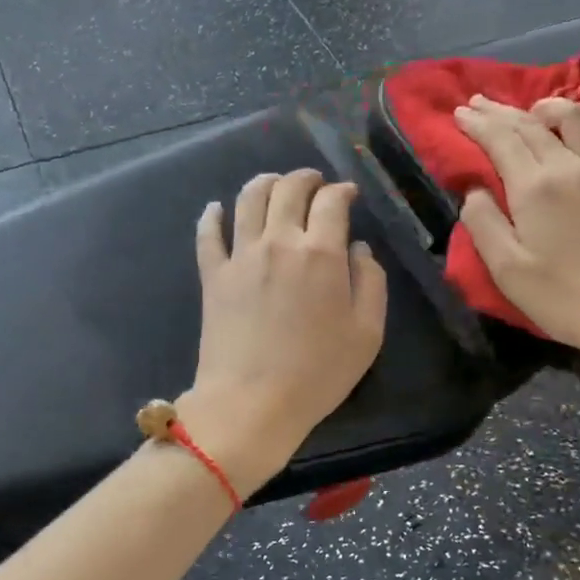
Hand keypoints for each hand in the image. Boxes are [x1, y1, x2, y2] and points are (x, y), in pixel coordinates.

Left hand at [180, 170, 387, 493]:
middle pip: (288, 189)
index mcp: (320, 252)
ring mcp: (241, 256)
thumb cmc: (318, 373)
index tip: (348, 195)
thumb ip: (371, 282)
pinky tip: (216, 208)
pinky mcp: (213, 275)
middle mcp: (278, 242)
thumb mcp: (367, 333)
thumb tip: (357, 248)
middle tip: (314, 183)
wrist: (252, 402)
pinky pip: (208, 234)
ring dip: (264, 183)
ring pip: (248, 199)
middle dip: (305, 178)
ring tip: (273, 183)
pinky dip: (212, 215)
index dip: (342, 191)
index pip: (331, 201)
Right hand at [454, 95, 579, 352]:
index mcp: (536, 187)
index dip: (477, 123)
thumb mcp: (506, 269)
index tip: (459, 113)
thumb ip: (483, 223)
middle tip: (479, 103)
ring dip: (549, 108)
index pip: (500, 139)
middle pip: (532, 124)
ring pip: (579, 118)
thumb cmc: (563, 297)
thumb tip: (475, 190)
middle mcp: (573, 166)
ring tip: (535, 112)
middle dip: (501, 111)